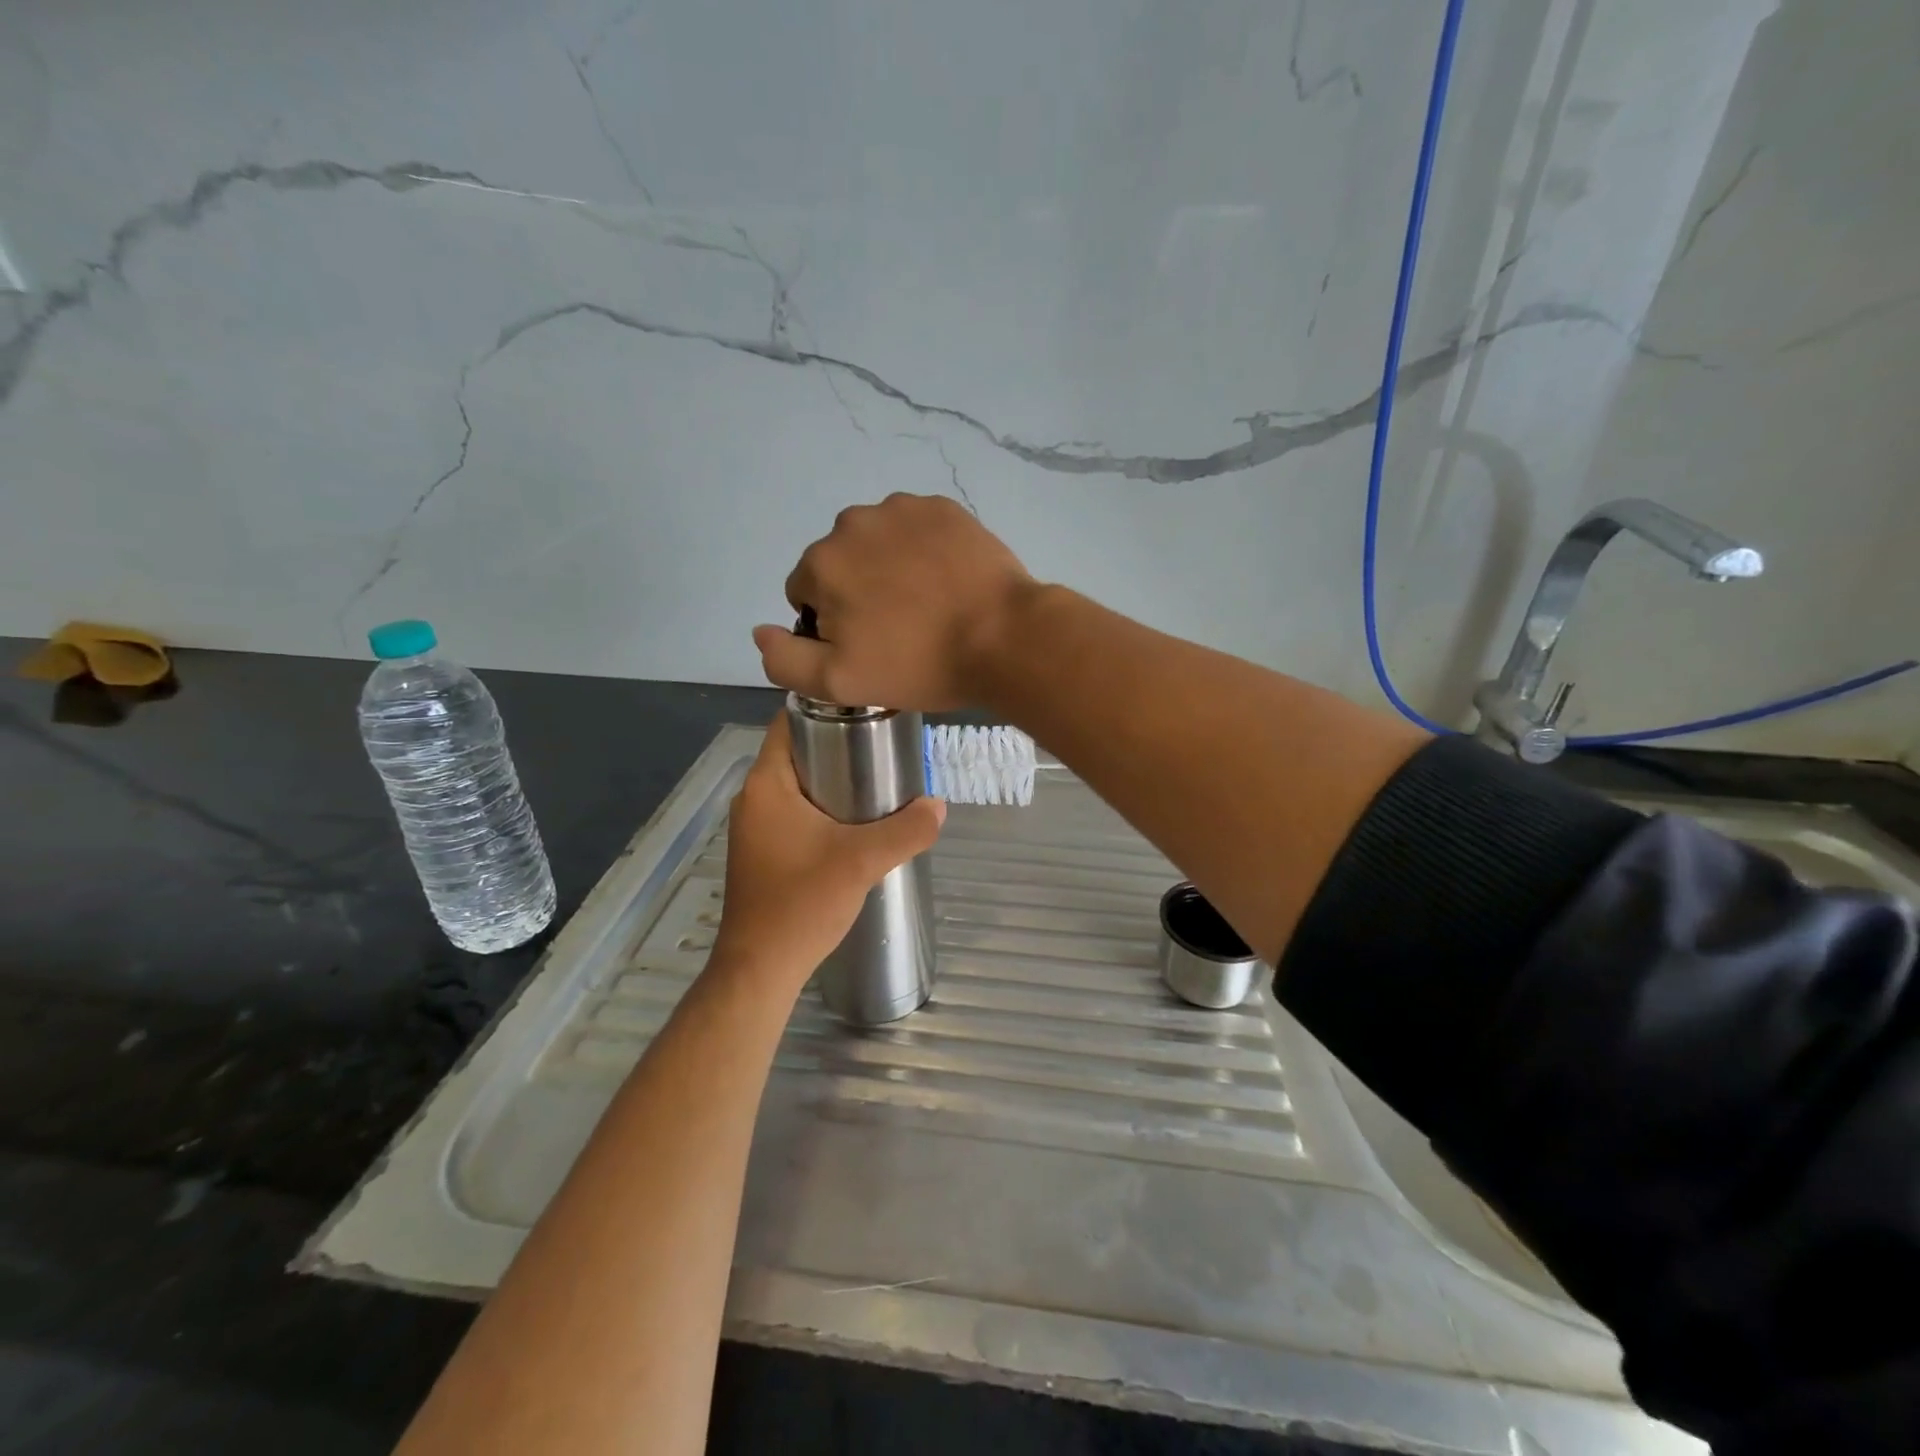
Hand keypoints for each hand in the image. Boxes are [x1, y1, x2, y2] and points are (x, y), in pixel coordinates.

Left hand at [711, 711, 945, 990]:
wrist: (761, 969)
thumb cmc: (802, 903)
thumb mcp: (862, 862)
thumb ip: (906, 830)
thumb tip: (939, 805)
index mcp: (766, 785)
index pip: (788, 723)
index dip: (825, 711)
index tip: (866, 713)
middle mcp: (752, 799)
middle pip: (797, 754)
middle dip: (838, 748)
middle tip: (883, 750)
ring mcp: (754, 828)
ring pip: (796, 787)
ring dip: (832, 782)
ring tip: (878, 785)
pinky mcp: (761, 853)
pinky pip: (793, 814)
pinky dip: (821, 810)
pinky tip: (854, 826)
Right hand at [753, 493, 1038, 710]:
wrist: (1003, 637)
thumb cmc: (919, 664)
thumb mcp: (839, 682)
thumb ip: (784, 659)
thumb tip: (760, 630)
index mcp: (822, 563)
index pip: (805, 595)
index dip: (830, 625)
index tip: (868, 646)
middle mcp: (853, 523)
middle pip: (840, 564)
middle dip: (857, 593)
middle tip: (899, 629)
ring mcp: (902, 509)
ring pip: (878, 544)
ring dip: (889, 568)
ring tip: (927, 606)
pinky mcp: (943, 508)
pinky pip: (916, 531)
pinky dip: (923, 551)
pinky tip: (947, 582)